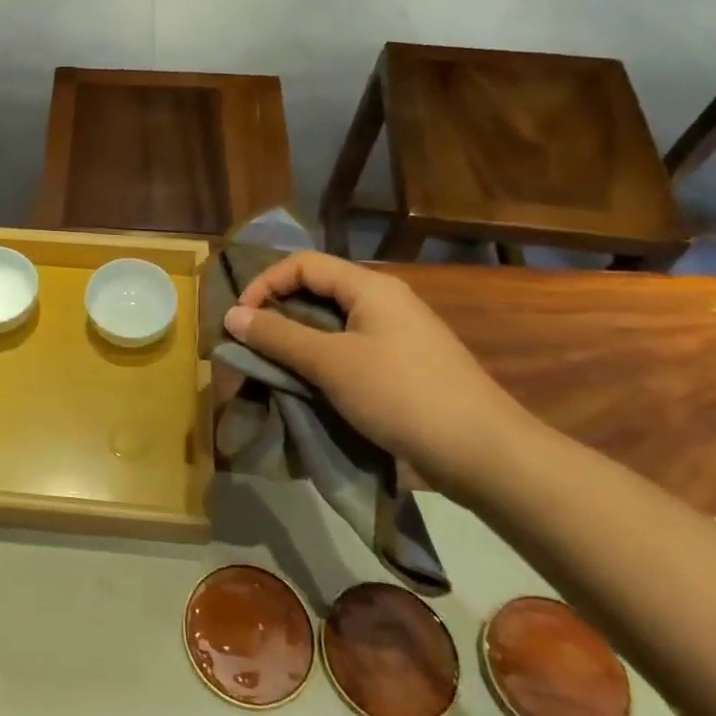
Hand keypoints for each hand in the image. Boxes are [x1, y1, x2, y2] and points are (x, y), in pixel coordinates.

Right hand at [224, 252, 535, 498]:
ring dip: (298, 340)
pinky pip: (350, 349)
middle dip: (278, 312)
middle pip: (318, 290)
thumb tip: (232, 315)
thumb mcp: (331, 363)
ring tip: (273, 367)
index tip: (240, 319)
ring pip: (333, 324)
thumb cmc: (401, 395)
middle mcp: (385, 301)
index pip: (303, 264)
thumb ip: (278, 336)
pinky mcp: (404, 366)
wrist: (483, 452)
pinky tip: (311, 386)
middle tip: (250, 344)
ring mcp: (398, 335)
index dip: (265, 283)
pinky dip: (322, 360)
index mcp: (370, 287)